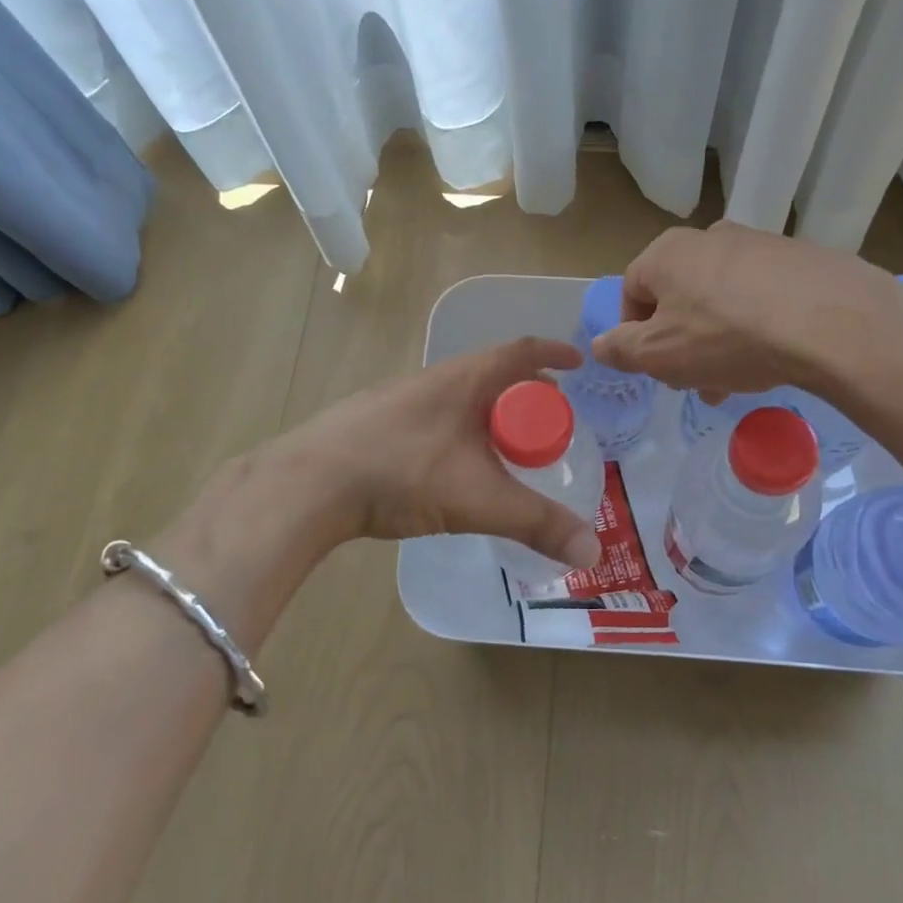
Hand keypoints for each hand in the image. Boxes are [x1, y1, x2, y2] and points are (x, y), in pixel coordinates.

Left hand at [274, 338, 601, 568]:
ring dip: (491, 414)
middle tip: (549, 422)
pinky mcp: (378, 422)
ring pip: (462, 398)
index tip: (578, 364)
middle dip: (527, 394)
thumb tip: (593, 551)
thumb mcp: (479, 499)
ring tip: (506, 448)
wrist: (310, 482)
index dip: (554, 354)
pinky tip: (455, 465)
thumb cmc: (403, 472)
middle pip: (494, 375)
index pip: (521, 351)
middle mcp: (435, 379)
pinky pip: (437, 416)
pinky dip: (462, 431)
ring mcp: (402, 399)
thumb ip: (537, 524)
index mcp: (466, 379)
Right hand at [591, 222, 891, 396]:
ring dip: (718, 341)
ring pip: (722, 300)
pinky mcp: (802, 259)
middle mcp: (710, 237)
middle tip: (695, 383)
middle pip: (680, 298)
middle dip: (681, 344)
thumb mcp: (660, 355)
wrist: (834, 322)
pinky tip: (774, 357)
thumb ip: (621, 350)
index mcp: (668, 252)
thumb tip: (599, 345)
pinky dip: (758, 325)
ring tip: (737, 380)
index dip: (635, 335)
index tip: (654, 369)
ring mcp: (760, 244)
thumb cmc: (728, 337)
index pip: (632, 292)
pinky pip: (763, 296)